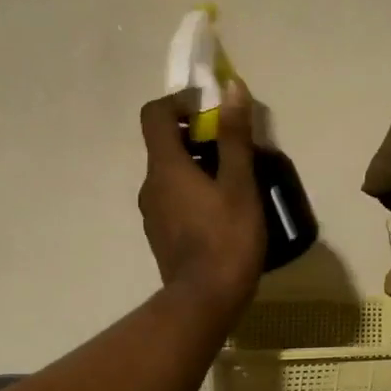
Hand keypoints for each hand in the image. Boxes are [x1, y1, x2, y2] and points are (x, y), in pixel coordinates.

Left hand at [138, 81, 264, 326]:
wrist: (205, 301)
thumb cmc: (227, 239)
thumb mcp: (239, 185)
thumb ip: (234, 137)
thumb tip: (231, 88)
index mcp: (165, 167)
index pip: (155, 115)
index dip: (180, 102)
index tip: (209, 109)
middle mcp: (150, 185)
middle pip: (165, 146)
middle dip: (197, 138)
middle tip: (233, 149)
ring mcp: (152, 214)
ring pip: (171, 176)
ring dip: (197, 168)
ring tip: (233, 183)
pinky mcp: (161, 237)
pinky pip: (174, 201)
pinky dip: (193, 194)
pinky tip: (221, 214)